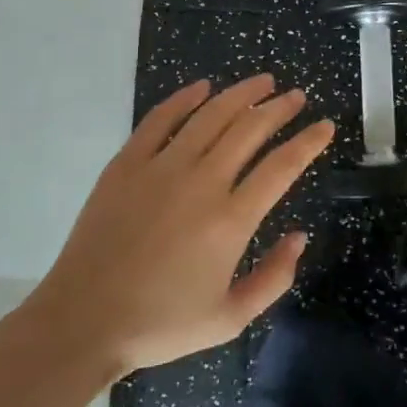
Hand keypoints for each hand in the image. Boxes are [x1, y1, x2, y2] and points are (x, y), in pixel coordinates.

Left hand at [25, 74, 333, 376]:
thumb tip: (300, 236)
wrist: (82, 322)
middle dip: (280, 108)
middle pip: (250, 129)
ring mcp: (160, 168)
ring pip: (210, 115)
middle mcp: (202, 183)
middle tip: (296, 96)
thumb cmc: (160, 325)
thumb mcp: (230, 319)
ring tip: (262, 81)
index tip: (325, 126)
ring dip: (241, 93)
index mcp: (231, 220)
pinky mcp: (126, 164)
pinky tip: (201, 87)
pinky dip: (184, 99)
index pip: (282, 166)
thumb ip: (274, 278)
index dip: (309, 142)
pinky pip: (159, 119)